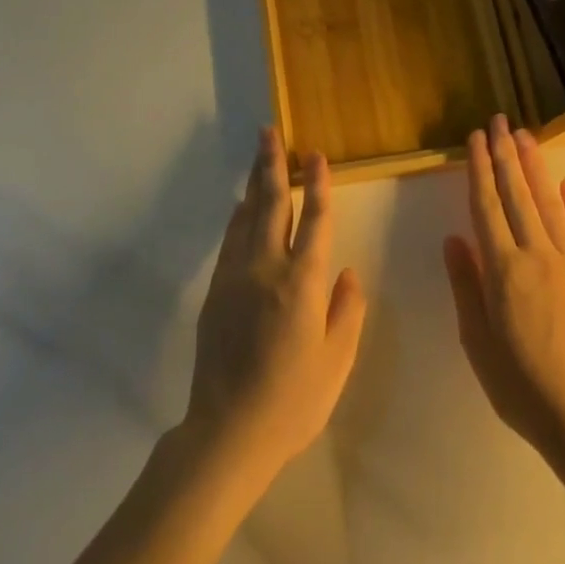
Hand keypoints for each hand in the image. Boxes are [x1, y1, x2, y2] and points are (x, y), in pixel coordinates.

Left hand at [184, 129, 366, 483]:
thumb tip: (349, 272)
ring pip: (247, 216)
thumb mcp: (337, 362)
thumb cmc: (293, 401)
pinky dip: (239, 216)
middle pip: (273, 204)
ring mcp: (236, 277)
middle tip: (270, 132)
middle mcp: (267, 268)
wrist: (228, 432)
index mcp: (303, 283)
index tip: (317, 156)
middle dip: (273, 164)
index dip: (319, 185)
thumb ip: (347, 311)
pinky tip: (242, 206)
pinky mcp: (215, 291)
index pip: (316, 221)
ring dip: (254, 183)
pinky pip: (230, 240)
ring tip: (259, 155)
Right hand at [444, 115, 564, 457]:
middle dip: (506, 154)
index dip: (480, 170)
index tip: (476, 139)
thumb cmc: (521, 385)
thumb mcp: (477, 341)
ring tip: (525, 136)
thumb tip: (454, 237)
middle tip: (499, 121)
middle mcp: (536, 254)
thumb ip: (466, 284)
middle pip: (517, 195)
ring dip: (535, 168)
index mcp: (503, 269)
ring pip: (549, 204)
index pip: (486, 206)